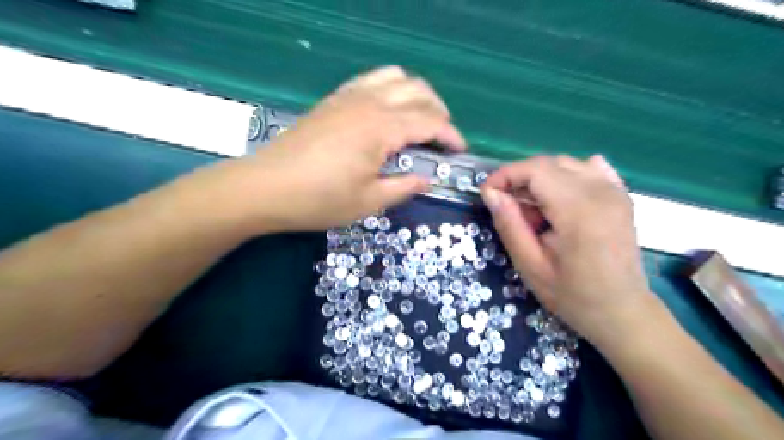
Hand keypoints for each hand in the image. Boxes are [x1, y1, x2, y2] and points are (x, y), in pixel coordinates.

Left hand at [206, 65, 463, 232]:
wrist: (265, 188)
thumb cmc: (319, 200)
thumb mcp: (369, 201)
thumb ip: (404, 186)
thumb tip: (427, 178)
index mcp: (381, 128)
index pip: (429, 121)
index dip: (450, 135)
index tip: (459, 151)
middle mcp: (369, 103)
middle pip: (418, 91)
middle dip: (438, 111)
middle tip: (442, 138)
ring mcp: (348, 97)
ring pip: (395, 77)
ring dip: (416, 94)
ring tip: (419, 120)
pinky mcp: (333, 100)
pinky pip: (371, 80)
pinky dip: (390, 89)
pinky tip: (387, 111)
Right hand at [477, 155, 655, 346]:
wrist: (623, 312)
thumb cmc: (573, 296)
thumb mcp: (530, 266)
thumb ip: (509, 225)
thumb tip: (491, 193)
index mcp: (578, 211)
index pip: (535, 170)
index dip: (505, 175)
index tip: (487, 193)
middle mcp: (601, 192)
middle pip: (549, 163)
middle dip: (519, 178)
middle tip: (506, 206)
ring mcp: (615, 192)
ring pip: (567, 164)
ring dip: (540, 179)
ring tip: (532, 208)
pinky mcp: (621, 196)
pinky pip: (590, 169)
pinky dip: (566, 177)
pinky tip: (559, 197)